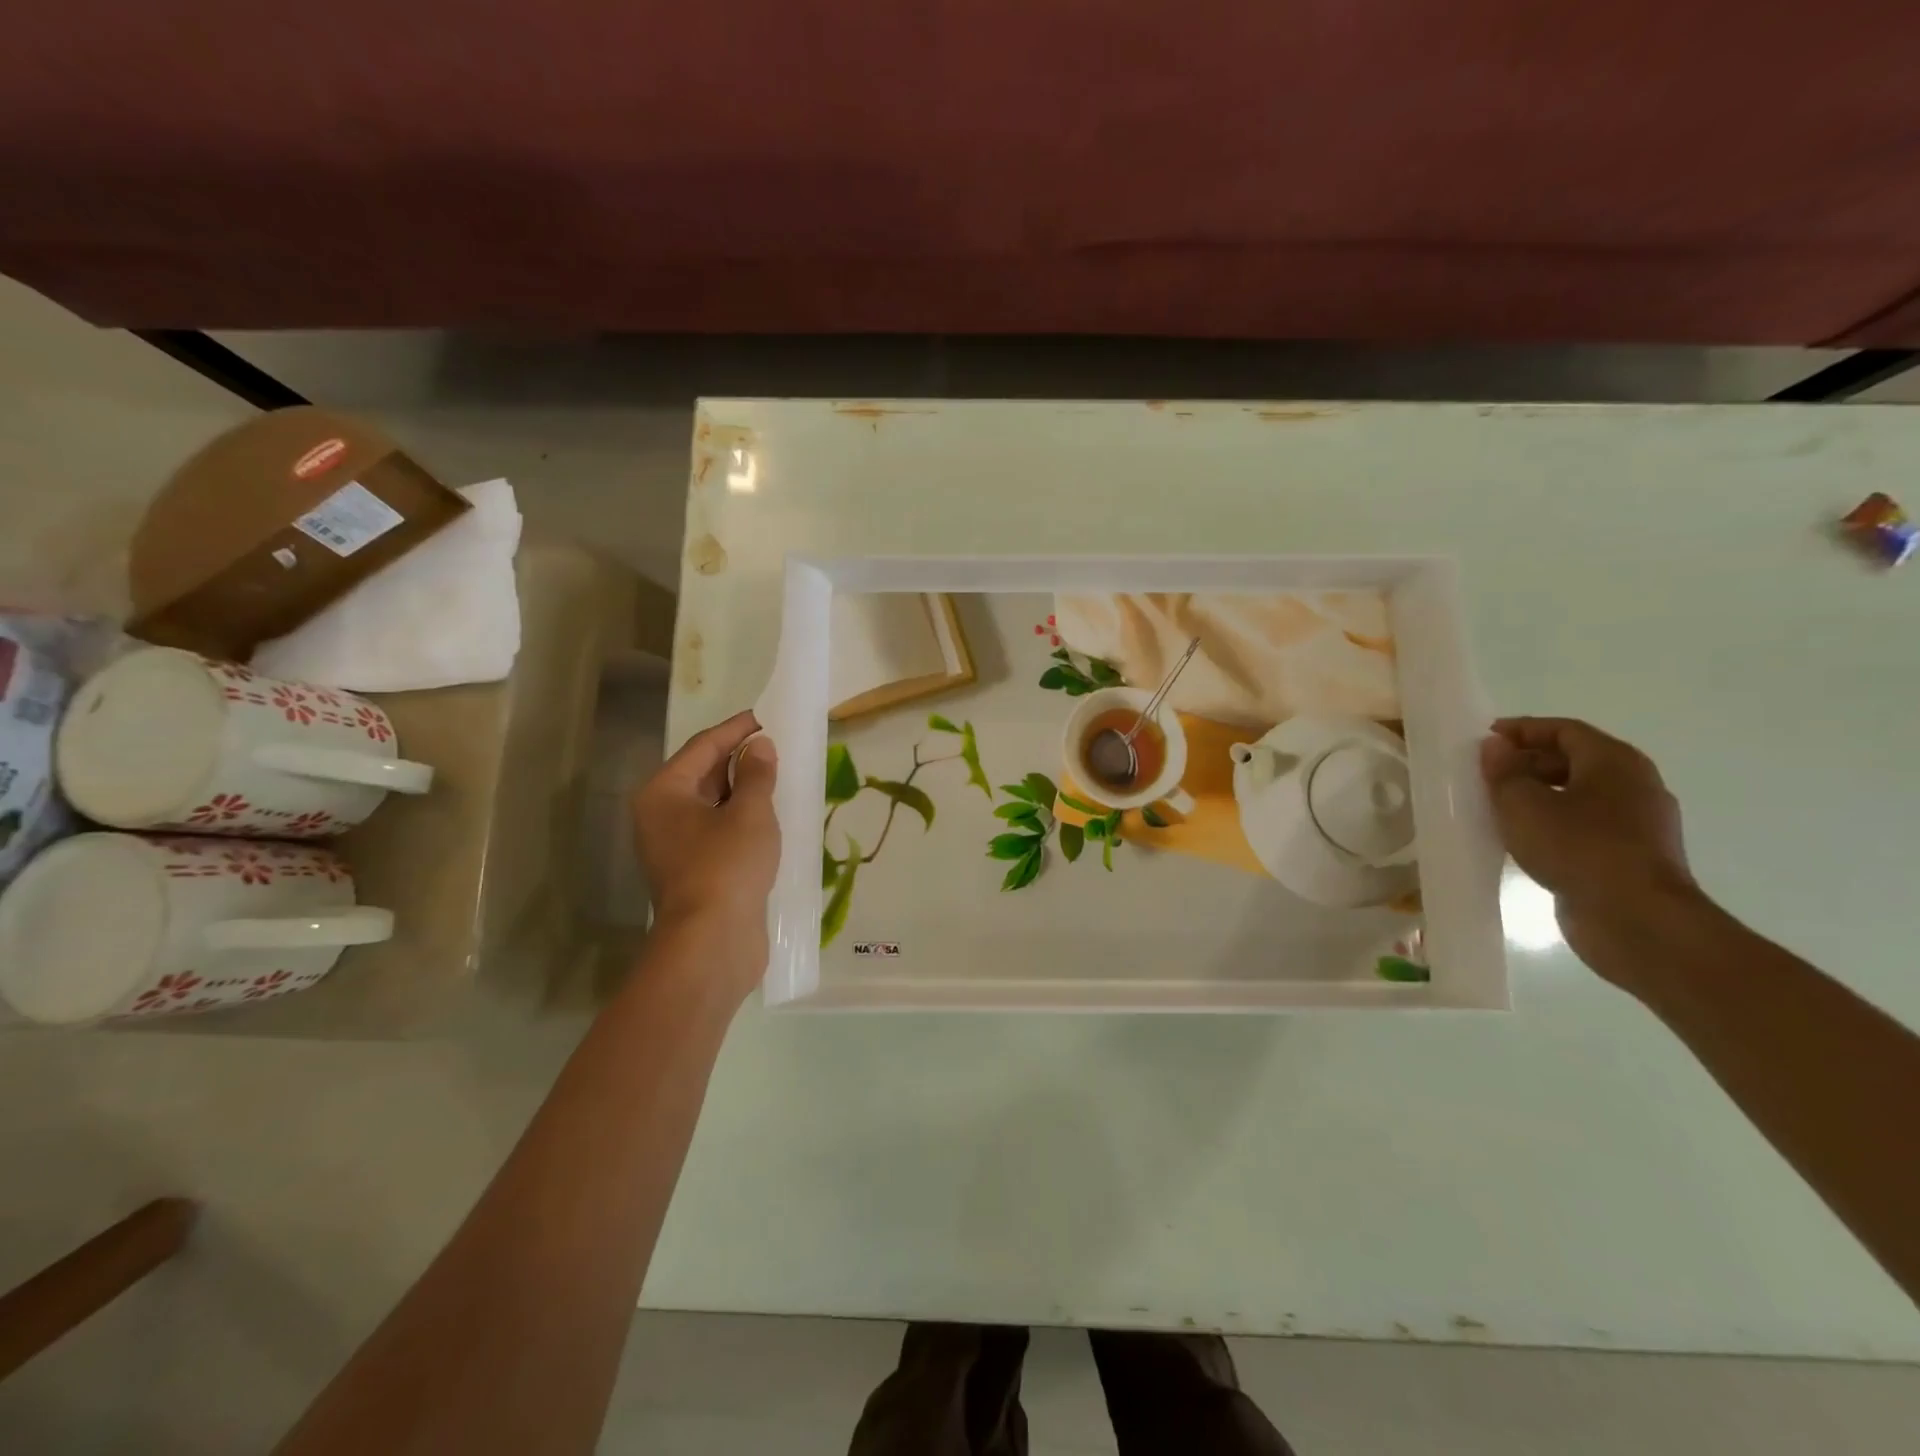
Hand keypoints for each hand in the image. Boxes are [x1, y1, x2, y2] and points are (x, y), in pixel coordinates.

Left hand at [632, 710, 780, 966]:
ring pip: (713, 806)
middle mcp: (661, 816)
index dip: (736, 729)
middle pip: (703, 775)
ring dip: (744, 791)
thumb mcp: (750, 813)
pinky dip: (742, 819)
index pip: (702, 747)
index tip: (766, 716)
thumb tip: (760, 746)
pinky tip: (771, 817)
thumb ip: (757, 774)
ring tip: (780, 776)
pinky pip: (719, 832)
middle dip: (740, 760)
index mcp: (663, 793)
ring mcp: (675, 847)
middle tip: (777, 746)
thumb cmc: (726, 866)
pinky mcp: (694, 872)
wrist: (712, 943)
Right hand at [1480, 717, 1700, 977]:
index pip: (1565, 730)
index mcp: (1615, 762)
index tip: (1485, 739)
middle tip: (1486, 774)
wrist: (1636, 920)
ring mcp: (1639, 824)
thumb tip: (1497, 747)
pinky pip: (1586, 826)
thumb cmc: (1577, 848)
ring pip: (1580, 795)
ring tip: (1498, 807)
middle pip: (1575, 760)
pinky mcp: (1632, 856)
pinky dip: (1554, 823)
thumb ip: (1504, 771)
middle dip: (1529, 763)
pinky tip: (1525, 839)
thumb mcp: (1523, 803)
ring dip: (1539, 795)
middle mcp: (1636, 785)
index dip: (1523, 729)